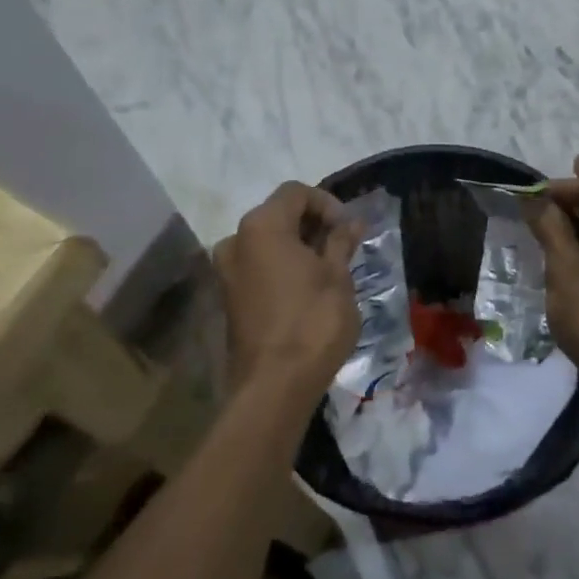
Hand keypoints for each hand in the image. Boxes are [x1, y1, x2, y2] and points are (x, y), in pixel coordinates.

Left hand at [214, 182, 361, 400]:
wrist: (274, 386)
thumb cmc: (312, 322)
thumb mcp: (337, 277)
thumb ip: (341, 242)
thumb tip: (350, 222)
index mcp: (262, 226)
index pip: (296, 192)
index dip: (327, 203)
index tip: (349, 229)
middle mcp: (236, 240)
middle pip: (279, 214)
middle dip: (313, 224)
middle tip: (344, 247)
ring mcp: (227, 270)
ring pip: (268, 241)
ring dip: (299, 246)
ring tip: (330, 268)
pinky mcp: (229, 296)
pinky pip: (259, 265)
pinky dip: (283, 265)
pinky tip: (308, 287)